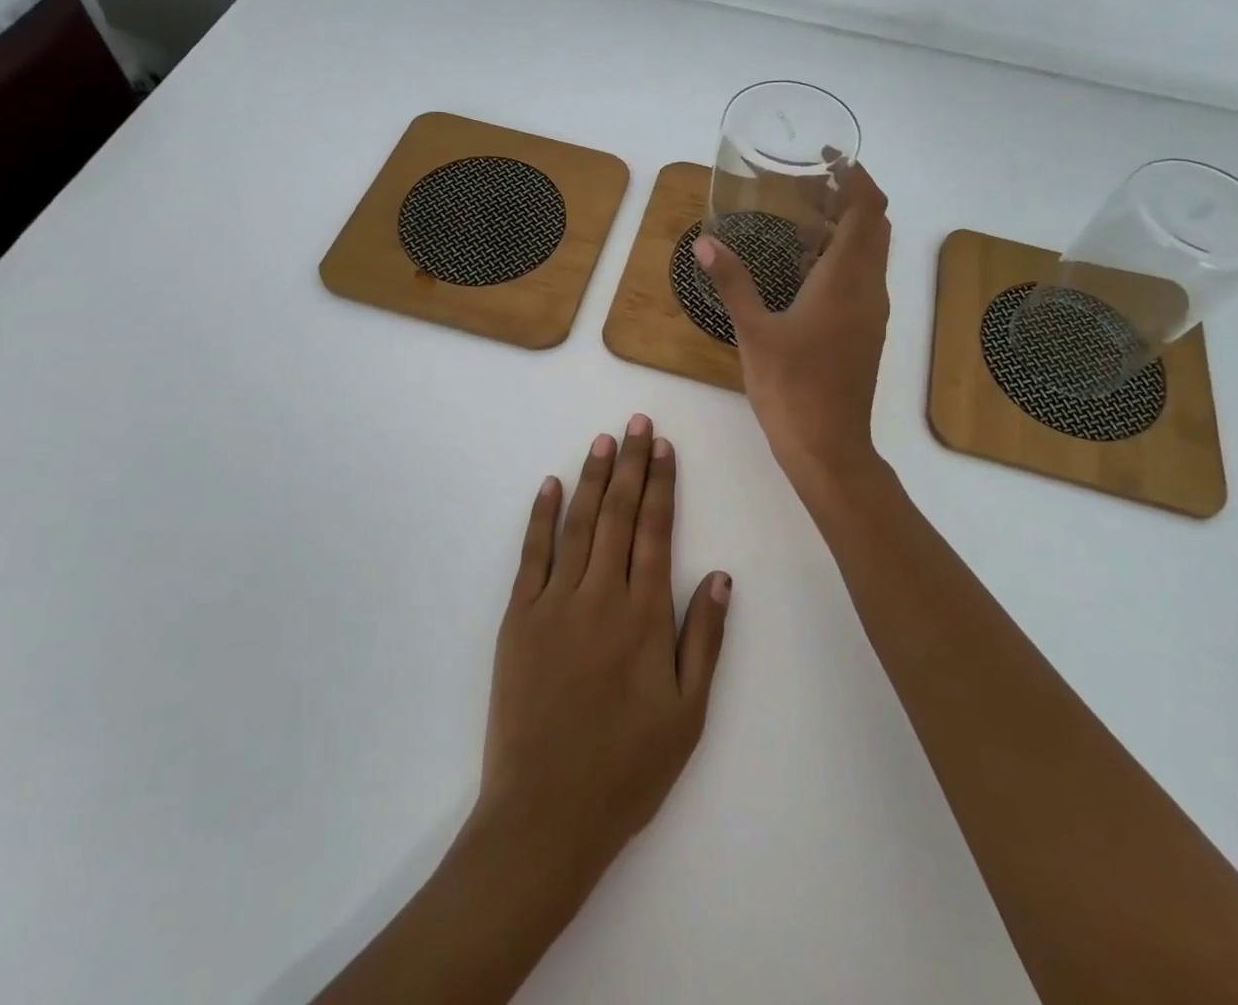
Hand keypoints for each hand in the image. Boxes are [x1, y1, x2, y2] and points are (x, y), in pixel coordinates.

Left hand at [471, 416, 731, 888]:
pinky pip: (532, 554)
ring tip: (602, 441)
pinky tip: (549, 485)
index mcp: (644, 616)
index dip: (661, 484)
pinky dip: (541, 516)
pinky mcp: (519, 617)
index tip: (663, 447)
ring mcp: (555, 602)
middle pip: (618, 514)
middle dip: (629, 465)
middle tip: (635, 423)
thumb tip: (719, 575)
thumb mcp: (687, 714)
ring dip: (591, 478)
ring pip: (578, 524)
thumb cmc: (626, 769)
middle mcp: (601, 596)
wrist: (545, 814)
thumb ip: (704, 639)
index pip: (655, 531)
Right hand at [694, 164, 891, 489]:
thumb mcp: (754, 332)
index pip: (866, 210)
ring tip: (801, 219)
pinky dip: (843, 258)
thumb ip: (732, 282)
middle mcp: (869, 289)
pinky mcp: (867, 332)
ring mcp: (873, 313)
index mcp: (846, 280)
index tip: (829, 158)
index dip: (855, 177)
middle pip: (874, 226)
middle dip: (849, 198)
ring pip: (871, 253)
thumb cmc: (791, 387)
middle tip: (807, 186)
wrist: (829, 447)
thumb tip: (706, 243)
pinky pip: (863, 278)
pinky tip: (805, 269)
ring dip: (846, 229)